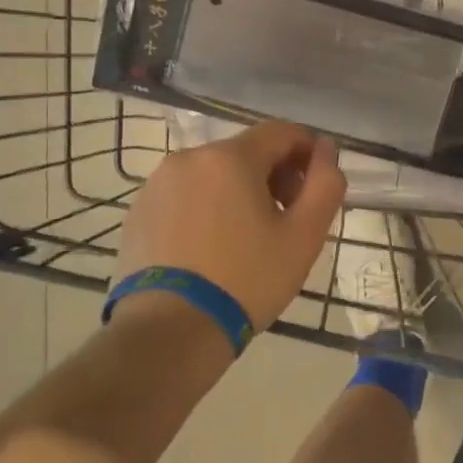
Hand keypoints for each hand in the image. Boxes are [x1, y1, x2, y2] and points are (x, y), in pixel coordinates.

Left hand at [114, 122, 346, 332]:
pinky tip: (212, 250)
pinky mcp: (138, 212)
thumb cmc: (247, 279)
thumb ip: (325, 183)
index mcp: (230, 157)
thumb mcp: (304, 235)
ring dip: (239, 193)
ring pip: (214, 175)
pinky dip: (206, 210)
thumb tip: (325, 149)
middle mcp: (188, 158)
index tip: (314, 189)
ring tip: (247, 240)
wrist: (170, 330)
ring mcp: (156, 185)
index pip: (281, 132)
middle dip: (274, 176)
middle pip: (246, 152)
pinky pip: (185, 197)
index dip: (308, 153)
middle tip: (286, 221)